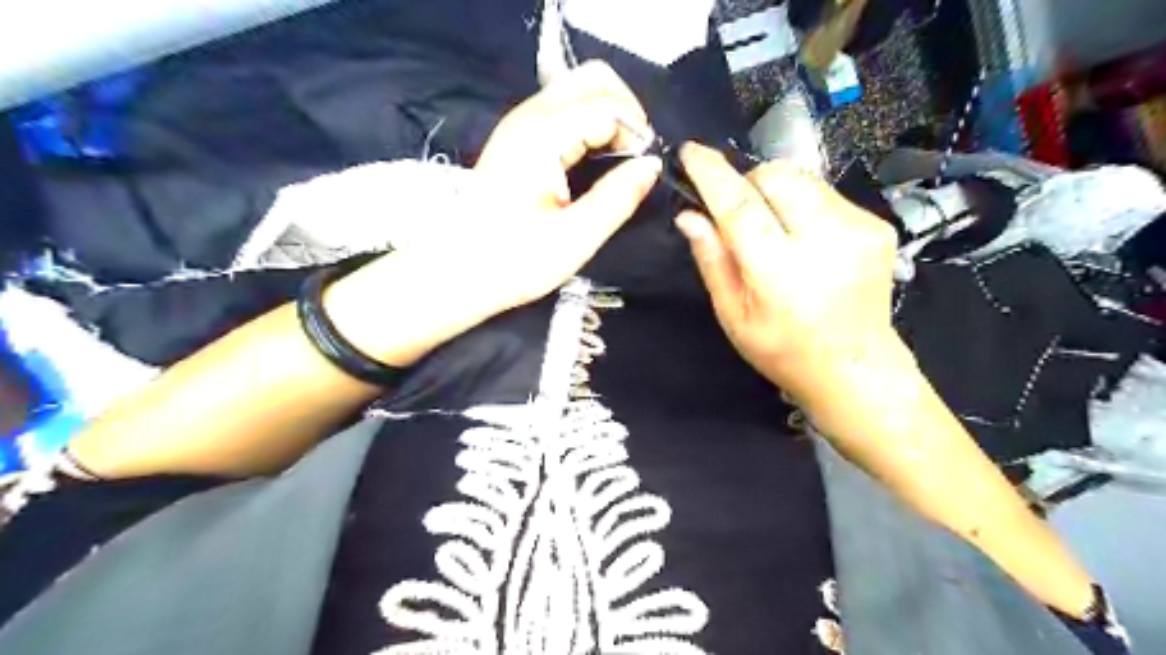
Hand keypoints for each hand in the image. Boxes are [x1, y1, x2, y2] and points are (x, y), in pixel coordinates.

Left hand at [326, 59, 659, 366]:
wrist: (458, 272)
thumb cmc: (514, 261)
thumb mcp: (576, 237)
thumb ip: (619, 196)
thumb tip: (652, 165)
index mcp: (543, 136)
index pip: (608, 107)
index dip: (636, 134)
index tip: (645, 170)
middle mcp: (529, 116)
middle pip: (592, 78)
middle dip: (626, 108)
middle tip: (637, 155)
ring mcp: (519, 123)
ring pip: (577, 89)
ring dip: (608, 115)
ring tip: (621, 159)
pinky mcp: (517, 138)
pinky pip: (564, 109)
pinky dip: (590, 123)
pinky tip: (596, 159)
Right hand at [676, 144, 900, 413]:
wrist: (856, 368)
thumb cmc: (784, 350)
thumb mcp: (733, 316)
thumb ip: (712, 261)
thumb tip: (689, 216)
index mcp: (781, 272)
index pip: (740, 205)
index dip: (712, 174)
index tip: (691, 151)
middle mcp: (825, 241)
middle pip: (776, 176)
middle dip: (748, 182)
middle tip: (739, 213)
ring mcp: (858, 229)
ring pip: (802, 178)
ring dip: (776, 192)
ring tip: (774, 229)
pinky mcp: (877, 224)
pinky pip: (826, 193)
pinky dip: (803, 205)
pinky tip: (804, 239)